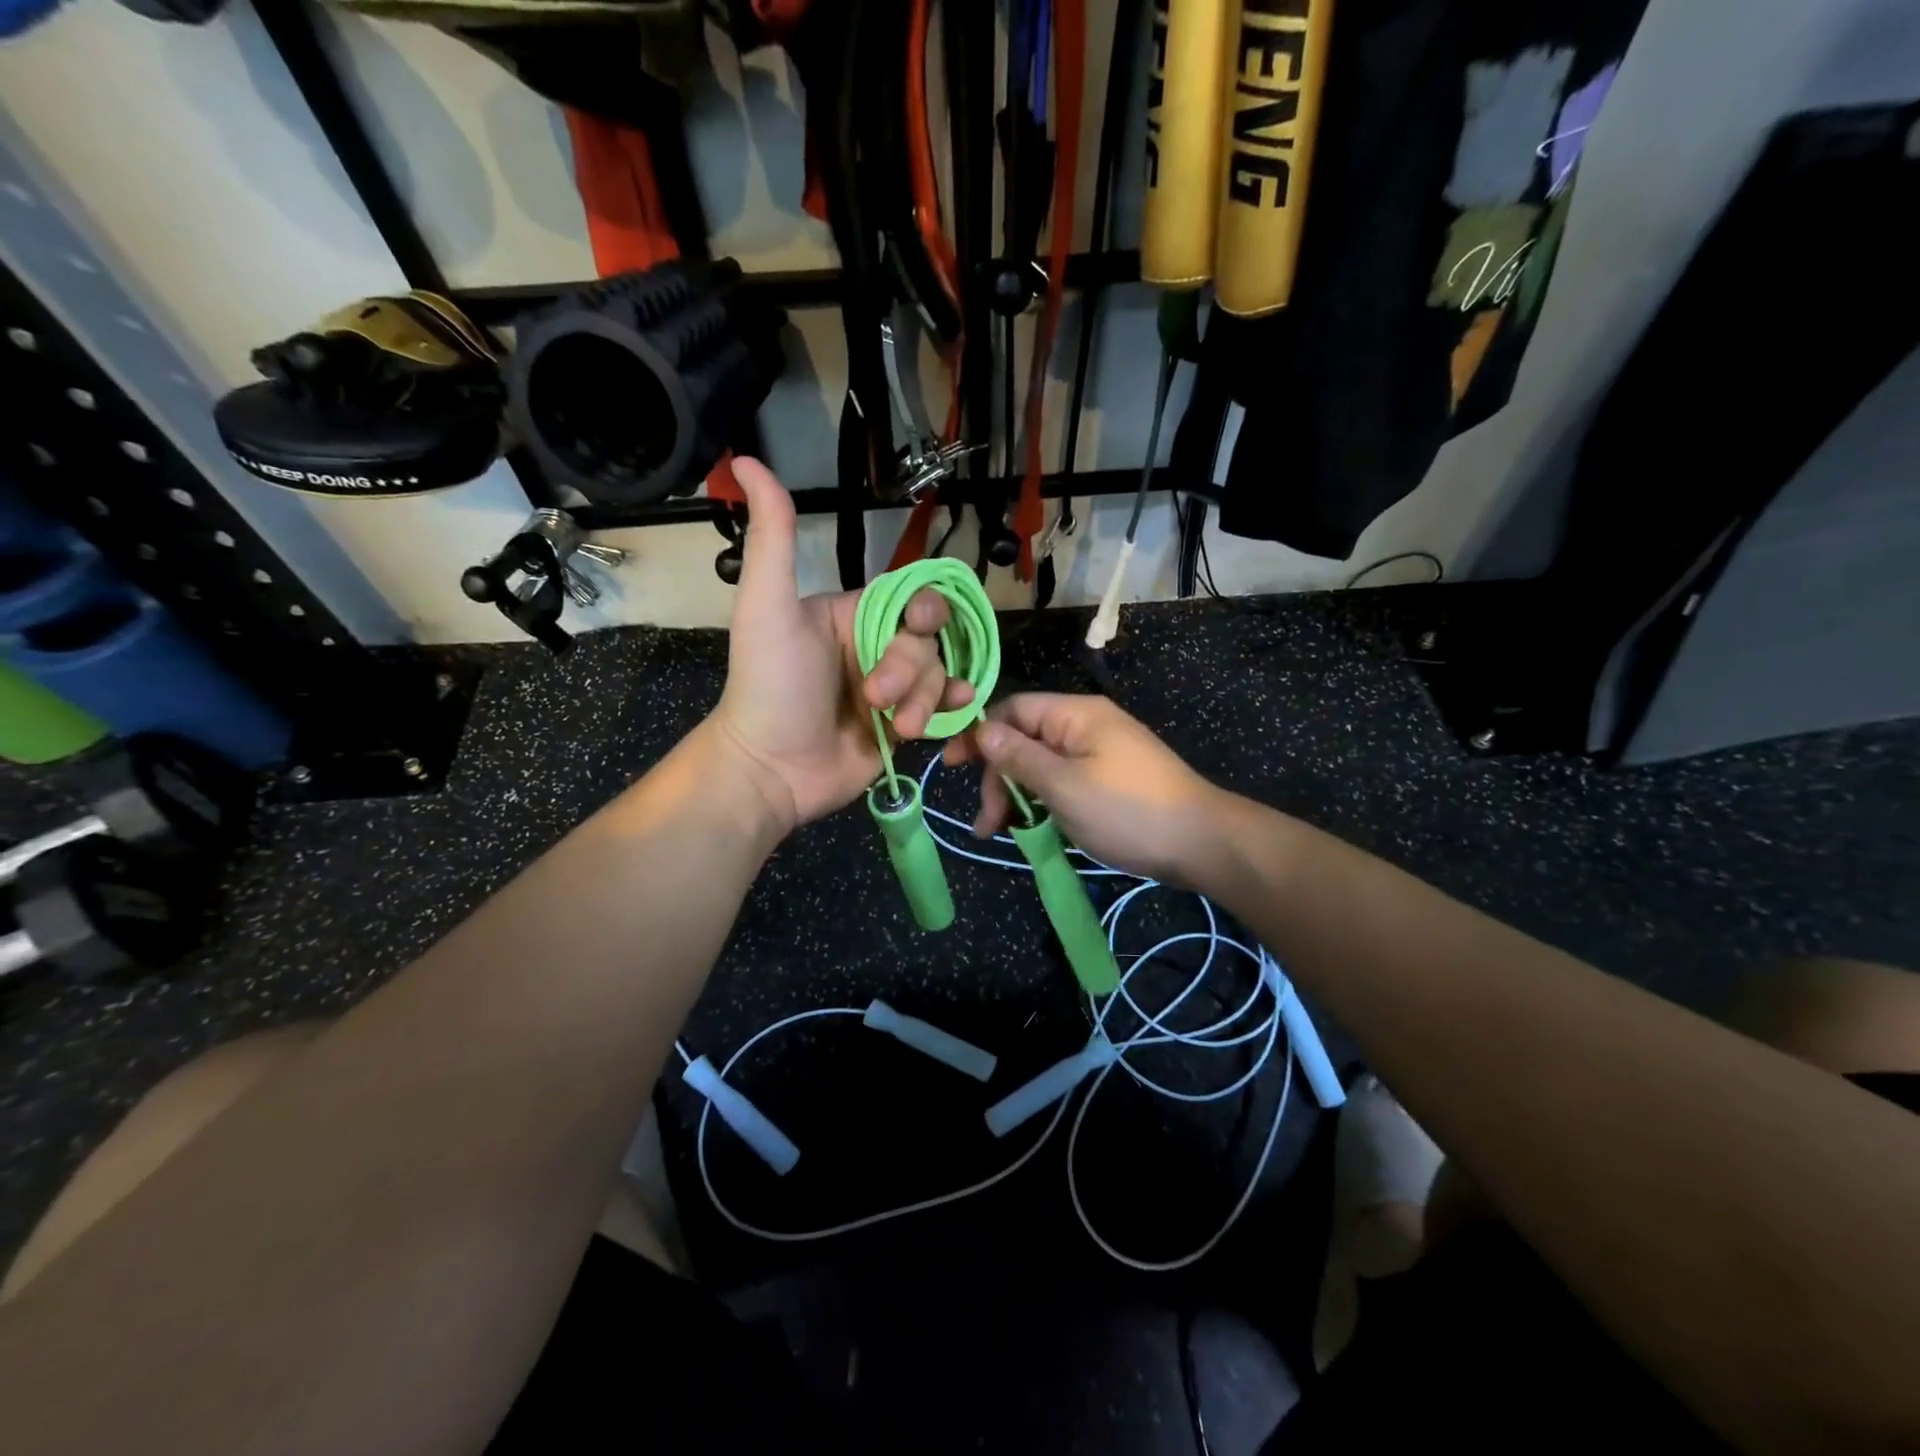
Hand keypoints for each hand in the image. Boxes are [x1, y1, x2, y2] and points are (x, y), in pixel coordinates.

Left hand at [708, 458, 972, 830]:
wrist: (770, 768)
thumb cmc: (769, 684)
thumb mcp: (767, 606)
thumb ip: (774, 538)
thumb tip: (746, 461)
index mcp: (853, 614)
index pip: (911, 597)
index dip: (924, 608)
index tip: (917, 625)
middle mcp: (876, 646)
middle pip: (930, 640)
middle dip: (910, 668)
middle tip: (873, 696)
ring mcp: (893, 690)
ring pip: (940, 675)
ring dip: (923, 699)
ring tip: (895, 726)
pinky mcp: (903, 726)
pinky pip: (944, 707)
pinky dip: (952, 710)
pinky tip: (949, 718)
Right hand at [944, 693, 1228, 885]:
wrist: (1201, 843)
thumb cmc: (1127, 810)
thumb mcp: (1064, 785)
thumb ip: (1019, 757)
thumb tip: (982, 729)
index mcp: (1074, 715)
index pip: (1012, 710)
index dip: (978, 735)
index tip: (949, 767)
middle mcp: (1085, 726)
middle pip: (1023, 740)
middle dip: (999, 778)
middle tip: (986, 824)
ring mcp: (1098, 754)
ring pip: (1040, 765)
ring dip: (1016, 795)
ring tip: (1002, 833)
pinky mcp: (1107, 780)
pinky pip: (1061, 782)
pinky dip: (1042, 803)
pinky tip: (1032, 828)